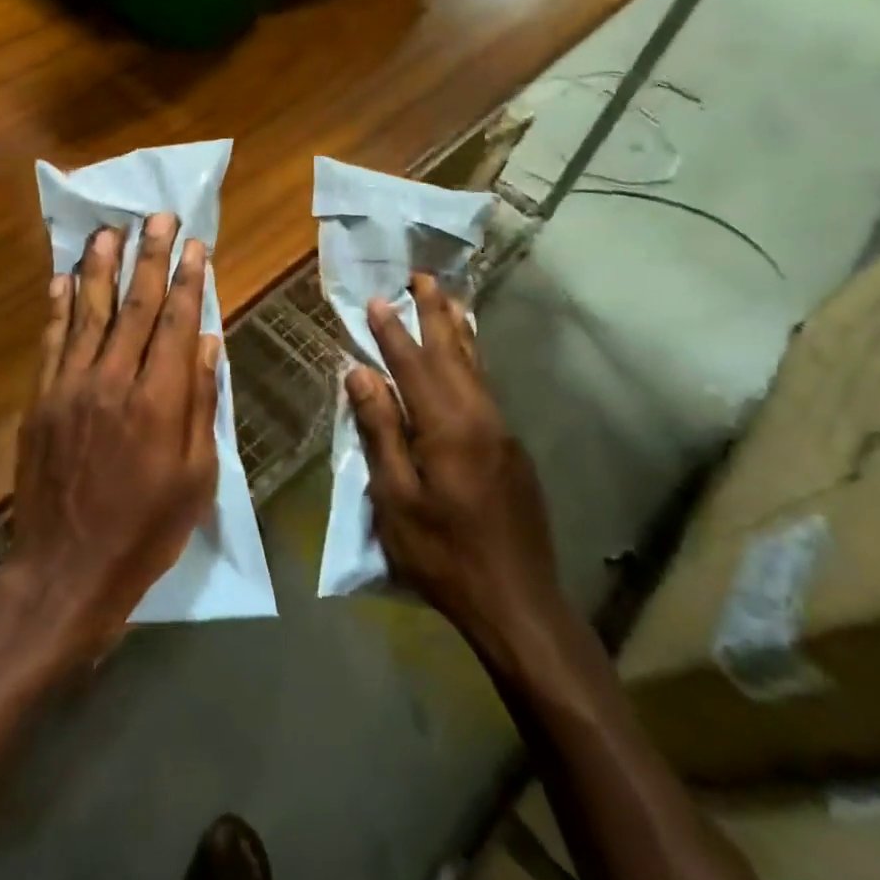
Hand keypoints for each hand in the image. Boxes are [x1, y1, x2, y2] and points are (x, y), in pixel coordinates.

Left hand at [4, 214, 220, 669]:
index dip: (188, 280)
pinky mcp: (40, 401)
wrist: (65, 570)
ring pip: (88, 314)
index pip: (177, 323)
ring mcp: (70, 388)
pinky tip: (61, 279)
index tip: (195, 244)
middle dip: (149, 257)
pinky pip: (50, 343)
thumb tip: (209, 345)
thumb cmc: (145, 531)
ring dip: (99, 268)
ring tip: (107, 230)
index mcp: (159, 402)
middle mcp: (113, 382)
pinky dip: (57, 308)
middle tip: (157, 218)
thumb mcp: (196, 478)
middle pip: (135, 307)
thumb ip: (202, 405)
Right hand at [345, 273, 562, 652]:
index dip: (392, 332)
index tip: (378, 299)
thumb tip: (360, 374)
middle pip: (453, 353)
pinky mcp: (512, 452)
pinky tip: (466, 360)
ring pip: (475, 369)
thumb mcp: (395, 497)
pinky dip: (471, 362)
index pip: (412, 365)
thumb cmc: (443, 554)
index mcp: (447, 427)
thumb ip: (380, 430)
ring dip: (458, 331)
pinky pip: (485, 390)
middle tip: (424, 277)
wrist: (519, 603)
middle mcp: (479, 418)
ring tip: (450, 301)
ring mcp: (502, 434)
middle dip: (436, 314)